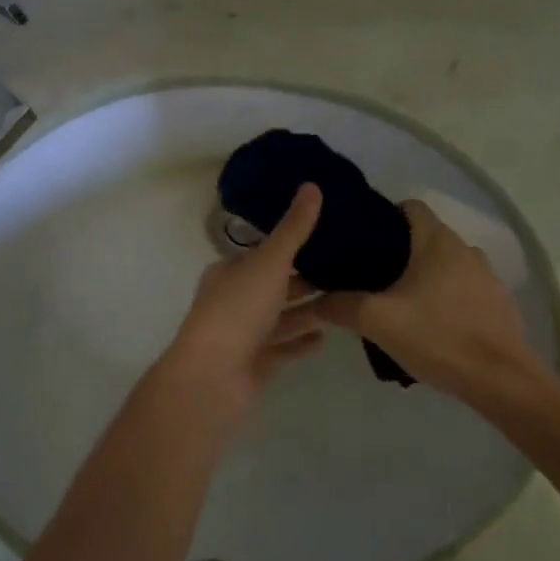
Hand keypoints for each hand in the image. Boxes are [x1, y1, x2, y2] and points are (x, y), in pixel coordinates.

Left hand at [161, 184, 326, 419]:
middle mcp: (233, 301)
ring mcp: (243, 335)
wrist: (213, 376)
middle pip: (273, 286)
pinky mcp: (255, 364)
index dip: (290, 244)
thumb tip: (312, 184)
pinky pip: (283, 348)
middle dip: (303, 279)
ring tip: (344, 300)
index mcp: (229, 272)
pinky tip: (326, 336)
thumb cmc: (238, 309)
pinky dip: (301, 342)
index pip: (262, 253)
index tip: (326, 237)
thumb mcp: (269, 261)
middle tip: (346, 269)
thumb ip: (294, 228)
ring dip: (307, 311)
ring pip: (280, 318)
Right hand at [316, 199, 548, 403]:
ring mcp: (487, 277)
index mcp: (437, 242)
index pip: (410, 207)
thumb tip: (314, 302)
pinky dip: (445, 298)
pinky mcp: (498, 304)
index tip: (361, 240)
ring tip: (397, 302)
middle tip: (368, 276)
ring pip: (445, 265)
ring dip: (423, 277)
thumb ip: (341, 306)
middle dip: (397, 252)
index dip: (384, 217)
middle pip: (425, 237)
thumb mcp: (377, 321)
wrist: (501, 381)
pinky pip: (463, 290)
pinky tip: (429, 325)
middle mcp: (465, 250)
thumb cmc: (437, 337)